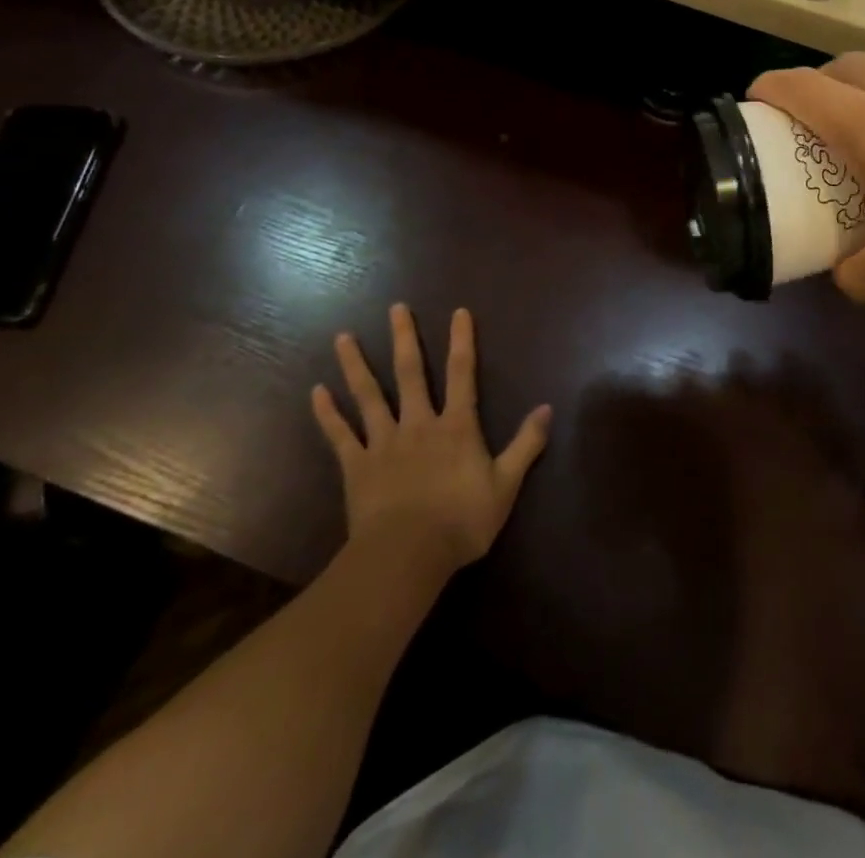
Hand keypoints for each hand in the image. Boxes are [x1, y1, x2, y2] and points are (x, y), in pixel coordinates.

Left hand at [311, 305, 550, 579]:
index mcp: (455, 426)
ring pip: (368, 395)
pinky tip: (317, 392)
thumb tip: (547, 408)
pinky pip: (339, 435)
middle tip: (395, 308)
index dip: (462, 341)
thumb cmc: (461, 520)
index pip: (462, 373)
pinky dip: (327, 413)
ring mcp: (382, 443)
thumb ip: (526, 444)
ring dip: (356, 365)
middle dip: (404, 338)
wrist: (407, 556)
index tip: (458, 312)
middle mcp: (418, 423)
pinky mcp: (356, 466)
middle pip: (410, 373)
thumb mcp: (506, 485)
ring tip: (343, 337)